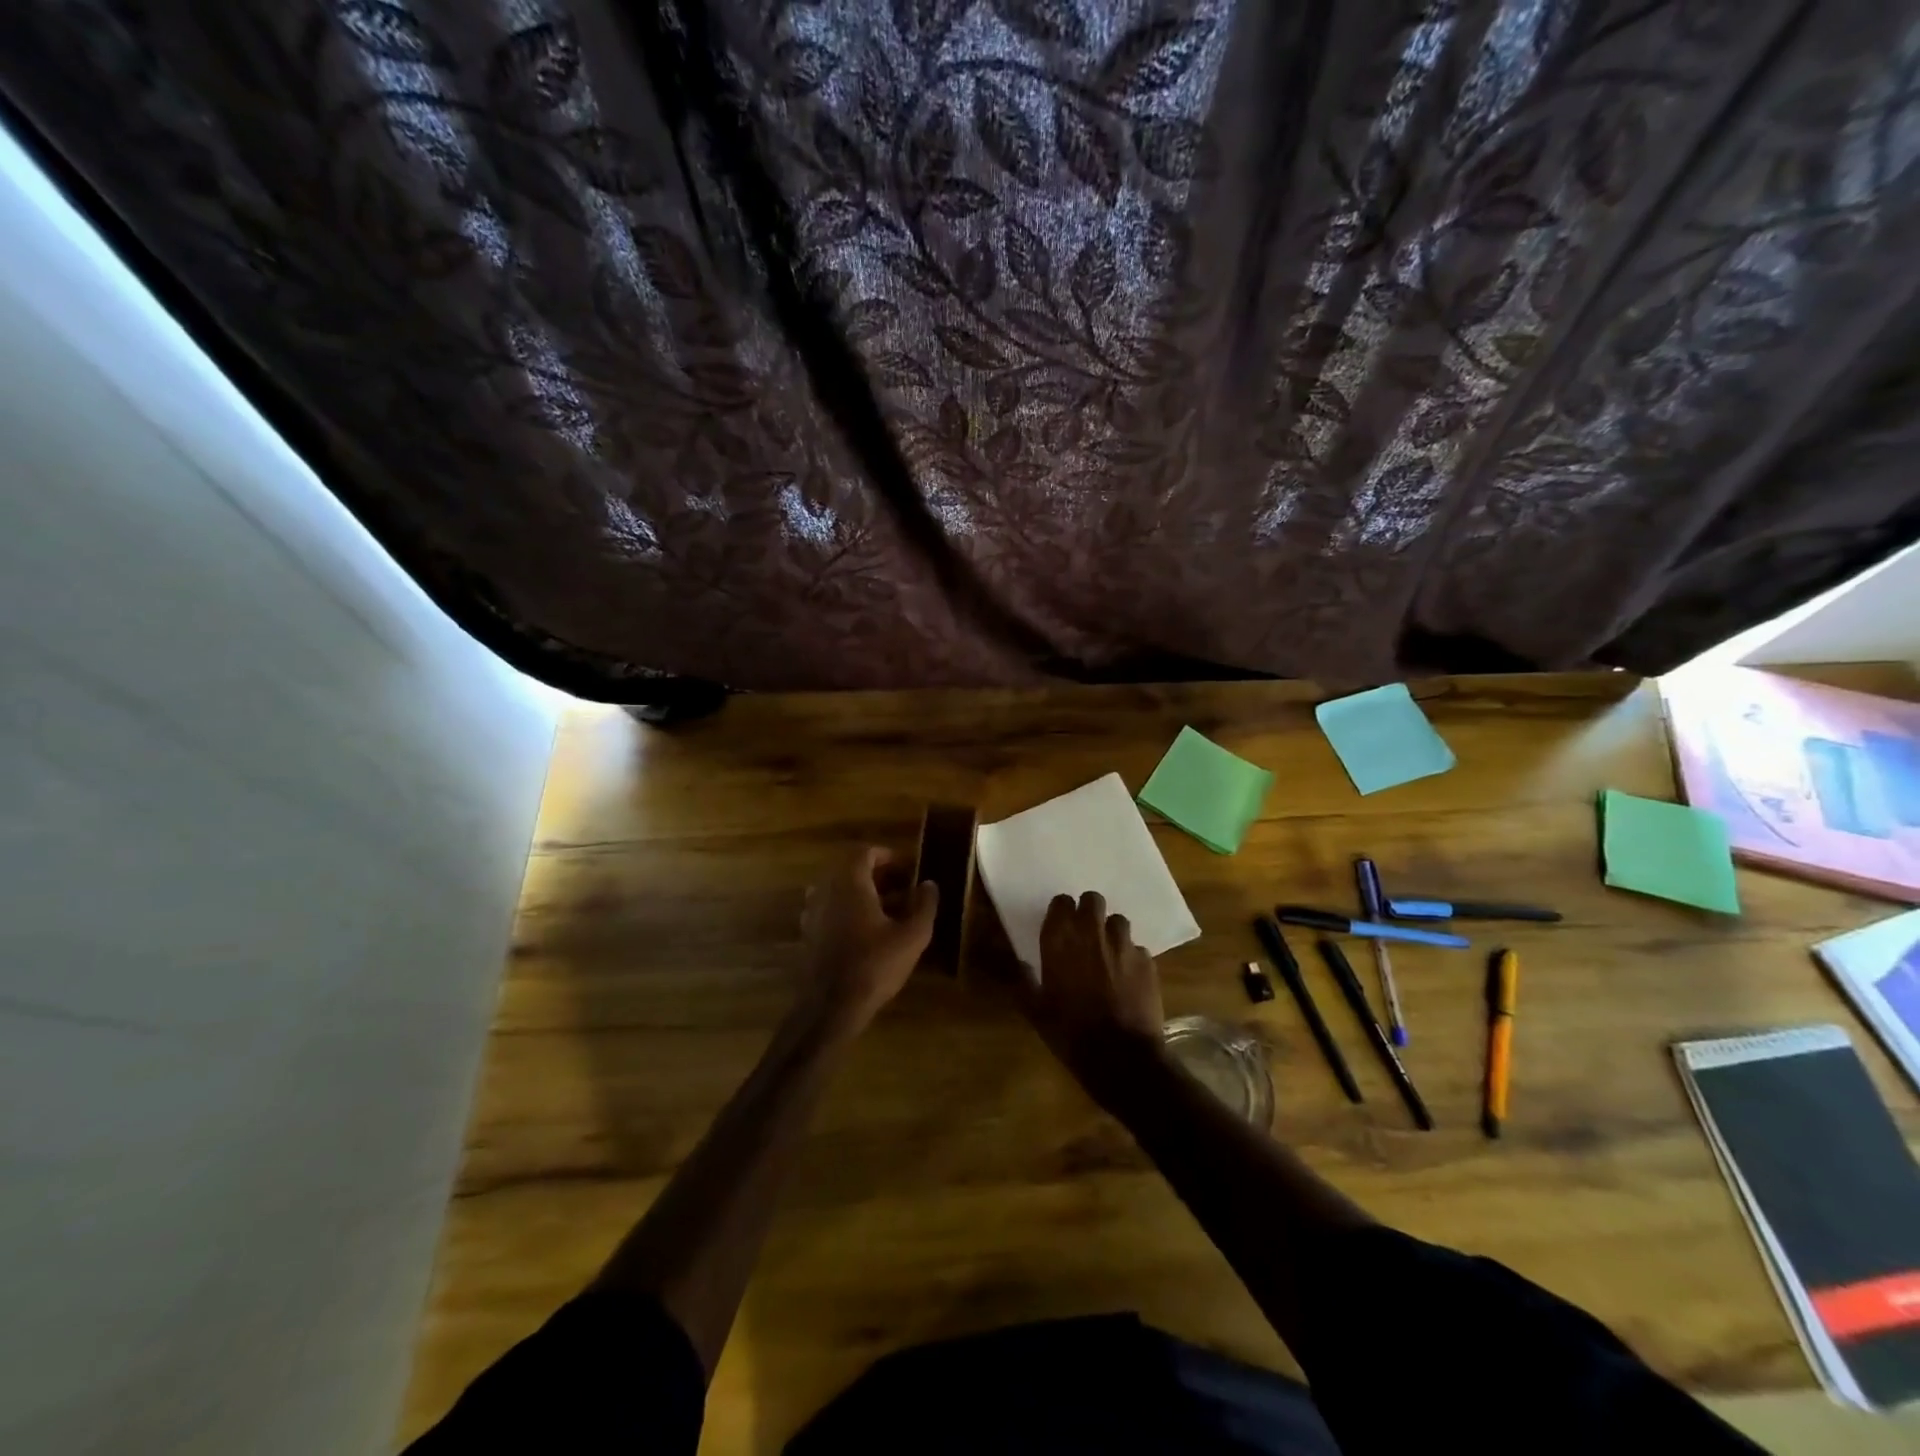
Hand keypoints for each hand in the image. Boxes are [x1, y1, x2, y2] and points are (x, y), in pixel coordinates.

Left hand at [800, 847, 937, 1035]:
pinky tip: (868, 933)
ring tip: (889, 912)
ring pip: (840, 891)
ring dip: (864, 894)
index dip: (887, 856)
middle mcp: (826, 890)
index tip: (907, 868)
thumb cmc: (874, 966)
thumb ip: (924, 905)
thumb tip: (930, 884)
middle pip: (850, 870)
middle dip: (878, 876)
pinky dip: (849, 912)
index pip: (864, 853)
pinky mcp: (808, 934)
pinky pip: (830, 910)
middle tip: (903, 889)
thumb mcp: (911, 936)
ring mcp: (812, 913)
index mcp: (849, 883)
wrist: (829, 1007)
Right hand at [1021, 891, 1165, 1102]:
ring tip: (1108, 954)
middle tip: (1085, 933)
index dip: (1062, 912)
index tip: (1060, 926)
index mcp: (1060, 940)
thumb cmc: (1070, 1032)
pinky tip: (1128, 978)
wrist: (1120, 1056)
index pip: (1061, 902)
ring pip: (1118, 921)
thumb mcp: (1036, 1011)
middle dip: (1089, 912)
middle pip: (1093, 900)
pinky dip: (1131, 958)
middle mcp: (1092, 933)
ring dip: (1111, 933)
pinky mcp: (1147, 961)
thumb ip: (1024, 982)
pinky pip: (1138, 949)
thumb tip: (1019, 964)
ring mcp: (1123, 945)